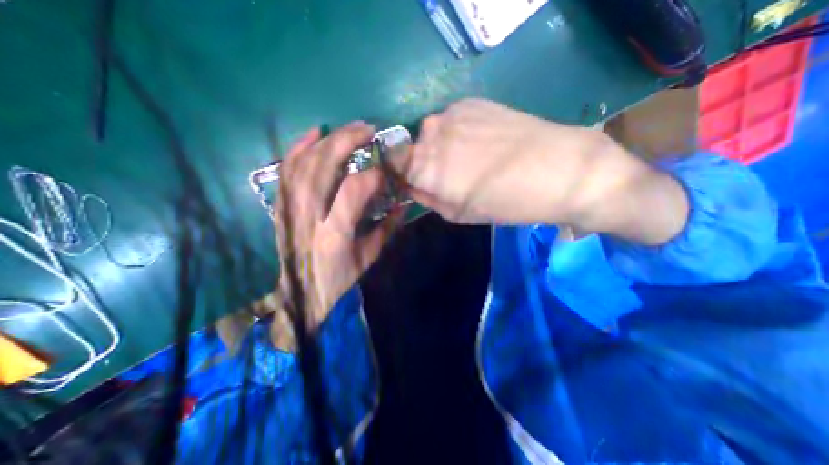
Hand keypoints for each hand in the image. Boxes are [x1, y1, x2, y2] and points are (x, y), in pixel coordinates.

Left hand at [275, 121, 402, 328]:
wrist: (300, 292)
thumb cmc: (338, 278)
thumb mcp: (369, 257)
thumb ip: (387, 228)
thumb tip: (402, 203)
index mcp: (334, 233)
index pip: (354, 190)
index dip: (374, 174)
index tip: (388, 170)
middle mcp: (309, 215)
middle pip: (325, 166)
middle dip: (348, 141)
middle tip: (368, 129)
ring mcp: (290, 207)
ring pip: (305, 161)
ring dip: (329, 139)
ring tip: (350, 129)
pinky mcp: (282, 204)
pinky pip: (286, 168)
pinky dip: (299, 147)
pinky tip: (314, 133)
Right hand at [393, 99, 690, 245]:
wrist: (560, 170)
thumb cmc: (507, 203)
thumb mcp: (459, 214)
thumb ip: (427, 198)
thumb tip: (412, 186)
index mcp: (425, 166)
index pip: (391, 160)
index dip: (400, 171)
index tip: (413, 180)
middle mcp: (431, 134)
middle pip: (413, 147)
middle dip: (424, 162)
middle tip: (450, 175)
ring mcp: (452, 113)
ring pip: (433, 132)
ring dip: (443, 146)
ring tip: (472, 158)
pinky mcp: (474, 101)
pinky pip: (453, 120)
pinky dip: (460, 132)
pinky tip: (485, 142)